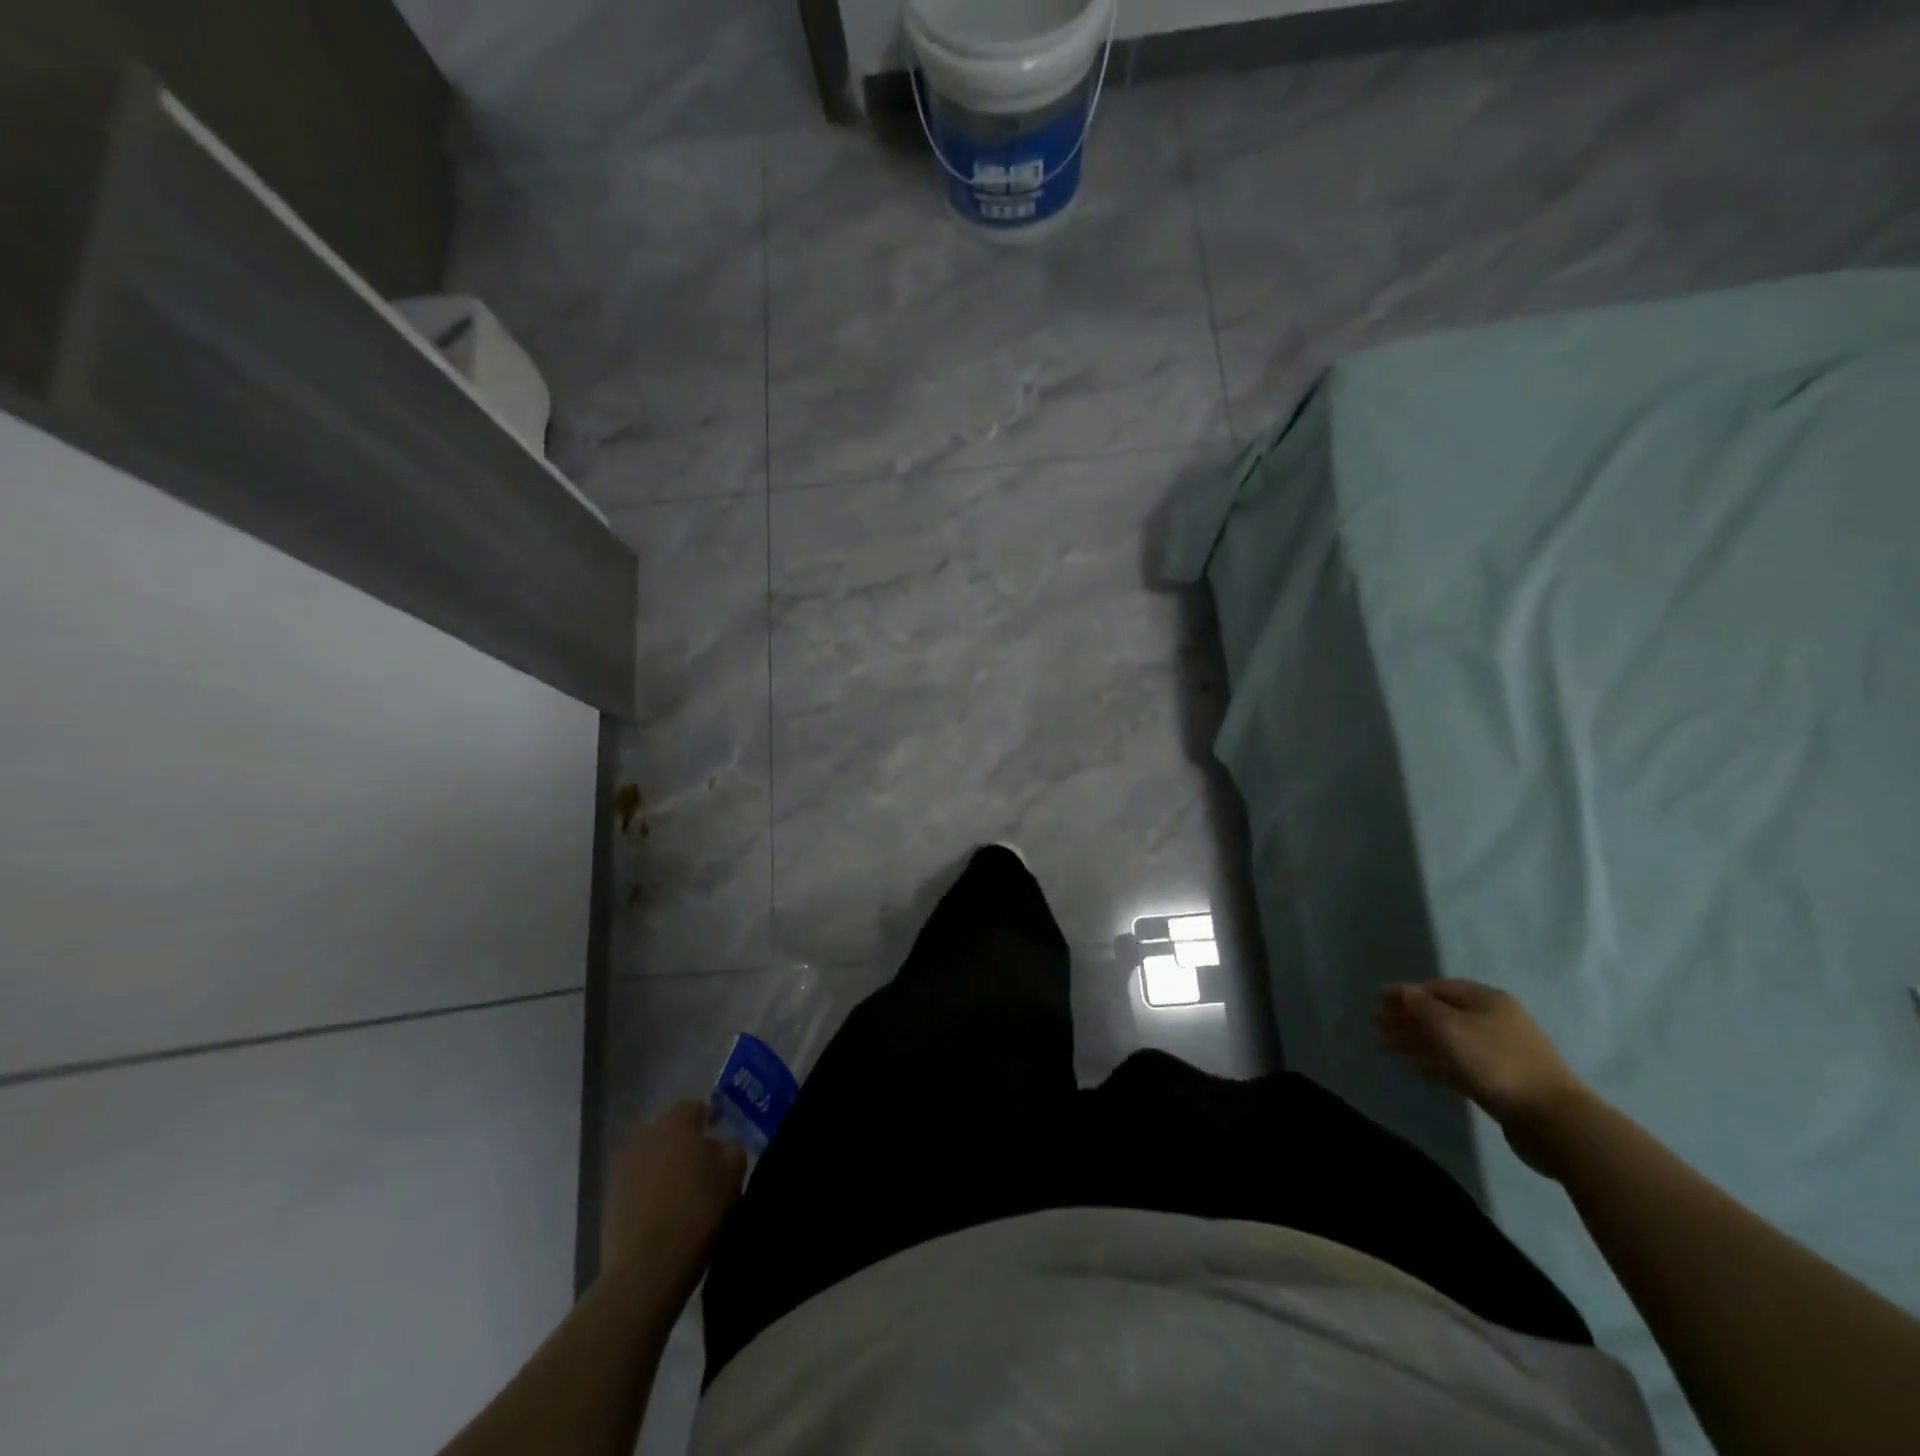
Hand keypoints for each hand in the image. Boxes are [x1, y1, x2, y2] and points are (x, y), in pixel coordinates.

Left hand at [600, 1101, 746, 1297]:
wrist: (646, 1268)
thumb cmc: (697, 1211)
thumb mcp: (733, 1175)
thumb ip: (732, 1148)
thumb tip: (722, 1143)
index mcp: (677, 1123)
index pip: (695, 1106)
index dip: (710, 1120)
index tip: (720, 1141)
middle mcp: (645, 1135)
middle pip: (669, 1129)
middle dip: (684, 1142)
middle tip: (702, 1166)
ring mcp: (622, 1166)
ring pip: (650, 1155)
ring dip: (663, 1165)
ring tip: (680, 1191)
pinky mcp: (608, 1197)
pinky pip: (635, 1182)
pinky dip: (647, 1189)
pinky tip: (661, 1211)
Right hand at [1375, 979, 1590, 1175]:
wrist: (1553, 1120)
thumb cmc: (1496, 1062)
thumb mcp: (1450, 1026)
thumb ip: (1420, 1006)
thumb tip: (1401, 991)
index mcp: (1487, 1000)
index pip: (1438, 988)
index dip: (1406, 993)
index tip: (1378, 1002)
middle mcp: (1494, 1021)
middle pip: (1441, 1014)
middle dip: (1408, 1018)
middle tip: (1377, 1026)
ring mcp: (1499, 1053)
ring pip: (1448, 1041)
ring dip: (1417, 1041)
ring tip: (1387, 1047)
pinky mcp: (1500, 1082)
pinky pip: (1459, 1065)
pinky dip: (1436, 1063)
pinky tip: (1418, 1069)